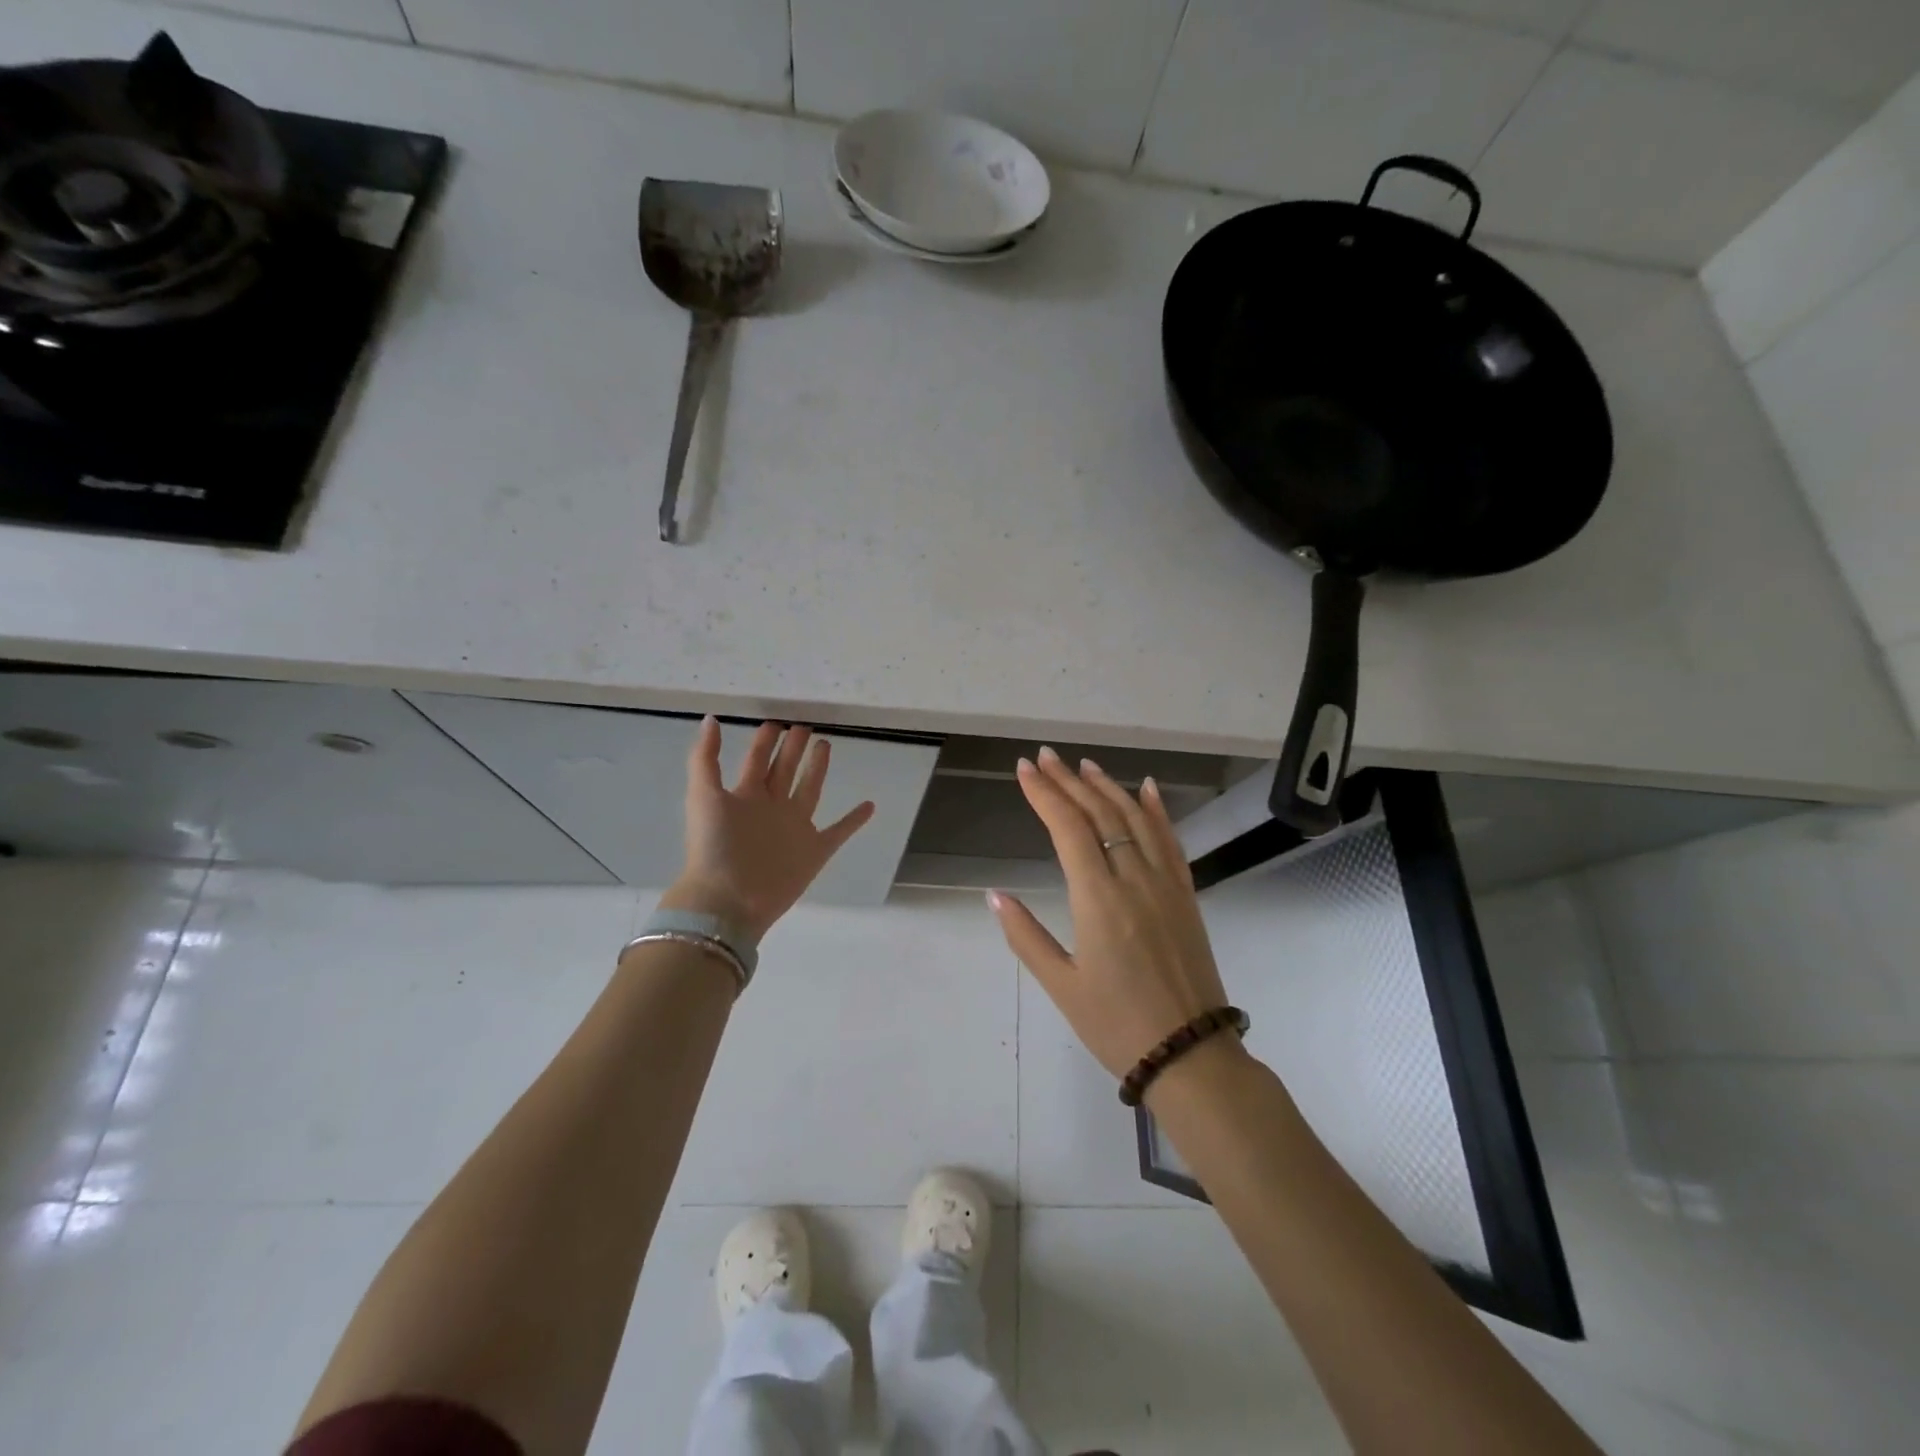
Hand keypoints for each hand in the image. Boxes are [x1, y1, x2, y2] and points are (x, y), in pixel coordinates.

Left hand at [660, 718, 875, 941]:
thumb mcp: (703, 795)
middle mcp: (771, 807)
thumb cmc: (714, 847)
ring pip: (809, 791)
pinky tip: (869, 806)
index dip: (766, 740)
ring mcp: (794, 828)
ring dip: (818, 769)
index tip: (777, 721)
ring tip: (826, 745)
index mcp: (746, 795)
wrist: (728, 900)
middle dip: (794, 748)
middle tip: (805, 726)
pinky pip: (839, 831)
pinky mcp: (814, 851)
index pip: (758, 759)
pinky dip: (854, 820)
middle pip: (785, 770)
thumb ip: (704, 758)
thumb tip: (710, 719)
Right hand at [988, 747, 1234, 1078]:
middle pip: (1099, 814)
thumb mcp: (1062, 986)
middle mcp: (1134, 879)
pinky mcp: (1186, 895)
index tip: (1024, 769)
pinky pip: (1171, 841)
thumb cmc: (1117, 1024)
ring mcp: (1165, 884)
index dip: (1044, 794)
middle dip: (1068, 782)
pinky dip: (1157, 811)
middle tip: (1045, 757)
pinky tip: (1148, 789)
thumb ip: (1026, 935)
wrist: (1191, 1054)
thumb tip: (994, 895)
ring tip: (1083, 765)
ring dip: (1108, 787)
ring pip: (1135, 819)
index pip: (1068, 829)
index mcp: (1098, 899)